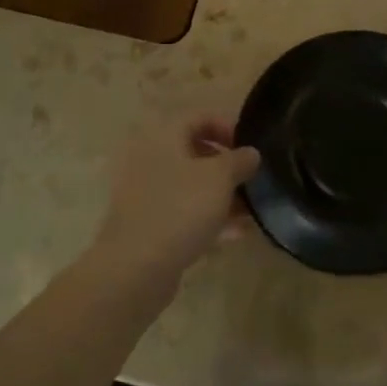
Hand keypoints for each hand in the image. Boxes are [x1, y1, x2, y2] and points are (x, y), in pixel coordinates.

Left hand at [93, 114, 259, 283]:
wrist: (135, 268)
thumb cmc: (180, 209)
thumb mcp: (220, 178)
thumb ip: (239, 160)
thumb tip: (250, 153)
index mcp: (164, 137)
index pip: (199, 117)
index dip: (228, 126)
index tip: (250, 147)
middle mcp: (151, 159)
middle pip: (195, 152)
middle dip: (227, 166)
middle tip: (252, 179)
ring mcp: (146, 194)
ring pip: (191, 185)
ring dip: (221, 195)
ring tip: (251, 211)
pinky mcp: (148, 225)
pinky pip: (184, 212)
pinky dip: (208, 218)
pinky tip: (235, 234)